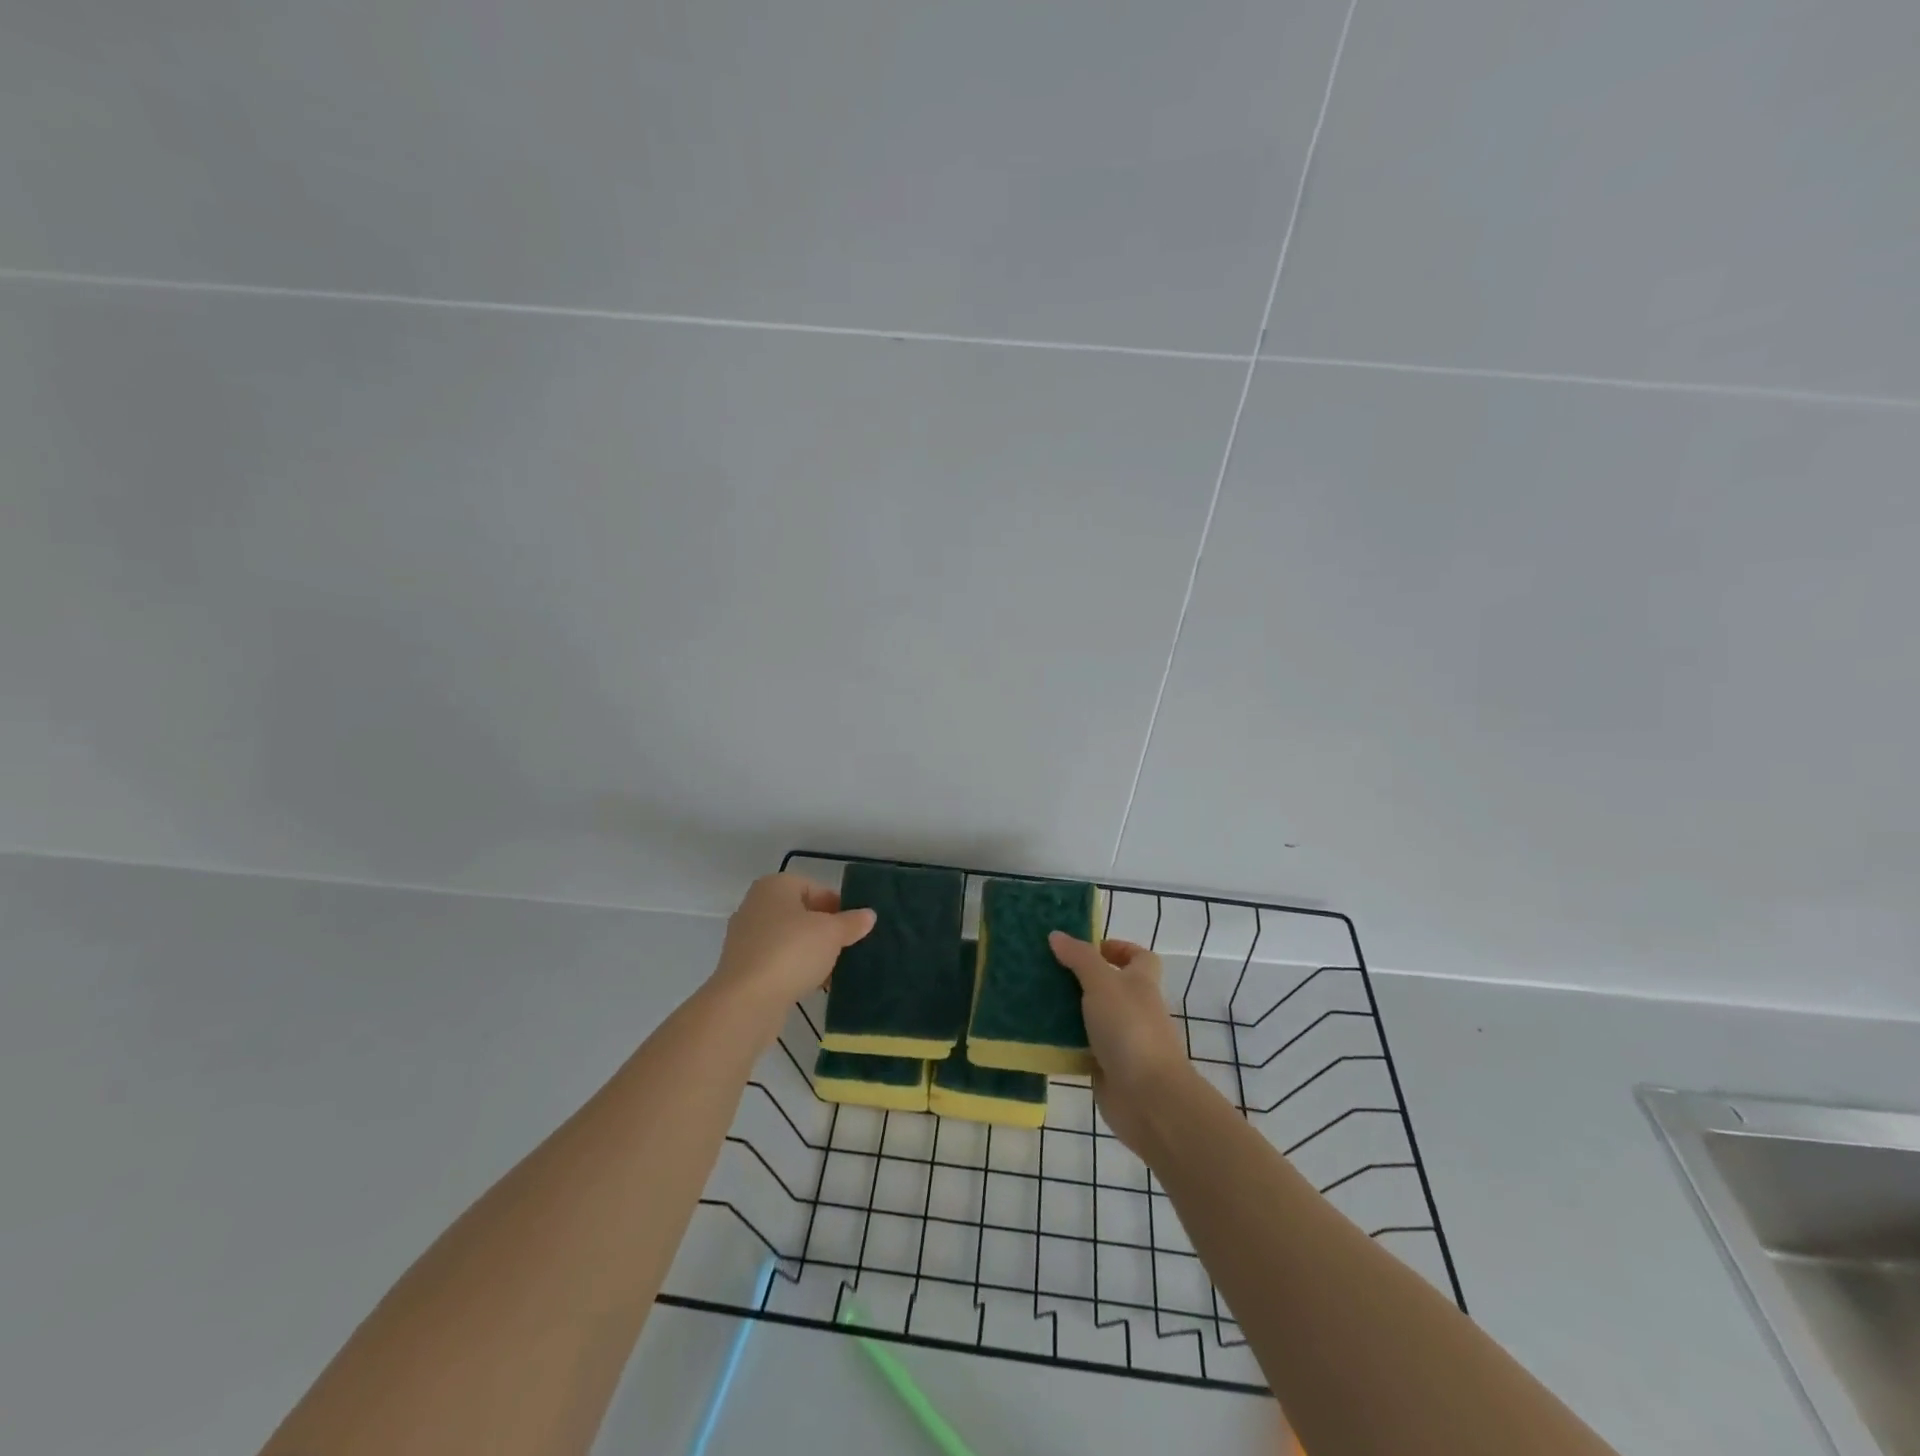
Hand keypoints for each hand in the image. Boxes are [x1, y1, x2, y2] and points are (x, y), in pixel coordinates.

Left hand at [710, 874, 875, 1030]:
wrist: (746, 1001)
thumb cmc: (791, 952)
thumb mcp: (831, 933)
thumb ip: (851, 922)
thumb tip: (868, 915)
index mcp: (775, 886)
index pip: (815, 888)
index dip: (838, 906)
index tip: (855, 927)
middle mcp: (756, 905)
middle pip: (801, 914)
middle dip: (825, 931)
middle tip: (848, 948)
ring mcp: (746, 938)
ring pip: (790, 939)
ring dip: (812, 952)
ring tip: (835, 970)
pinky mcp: (743, 967)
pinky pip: (777, 961)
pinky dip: (795, 969)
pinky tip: (814, 986)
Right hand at [1048, 933, 1194, 1150]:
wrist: (1148, 1097)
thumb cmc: (1130, 1029)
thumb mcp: (1102, 983)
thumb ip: (1080, 958)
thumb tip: (1057, 935)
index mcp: (1141, 984)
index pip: (1139, 957)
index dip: (1118, 948)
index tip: (1086, 949)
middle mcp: (1134, 1009)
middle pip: (1110, 986)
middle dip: (1080, 978)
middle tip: (1047, 971)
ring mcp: (1122, 1040)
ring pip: (1092, 1018)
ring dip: (1068, 1011)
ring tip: (1034, 999)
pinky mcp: (1106, 1068)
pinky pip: (1081, 1048)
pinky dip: (1064, 1043)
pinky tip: (1038, 1035)